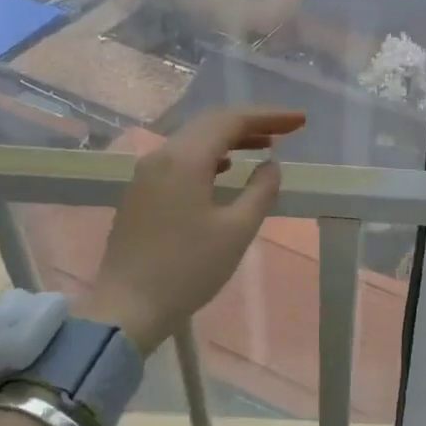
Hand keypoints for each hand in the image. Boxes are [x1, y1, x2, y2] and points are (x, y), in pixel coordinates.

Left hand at [83, 108, 305, 354]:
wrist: (126, 309)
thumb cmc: (187, 270)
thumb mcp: (237, 231)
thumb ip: (260, 191)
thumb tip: (270, 165)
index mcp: (184, 160)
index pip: (231, 121)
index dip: (269, 116)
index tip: (300, 120)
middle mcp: (161, 156)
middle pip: (210, 124)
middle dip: (251, 122)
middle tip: (287, 129)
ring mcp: (146, 174)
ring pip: (193, 140)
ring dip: (230, 138)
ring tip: (263, 146)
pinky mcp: (140, 193)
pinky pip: (180, 158)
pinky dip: (209, 155)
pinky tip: (225, 169)